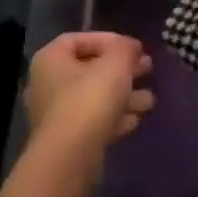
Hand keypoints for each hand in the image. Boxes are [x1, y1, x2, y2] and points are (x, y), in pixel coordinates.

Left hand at [25, 32, 154, 154]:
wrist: (70, 157)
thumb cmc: (90, 99)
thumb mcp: (115, 65)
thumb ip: (125, 49)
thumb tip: (131, 46)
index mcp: (50, 59)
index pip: (78, 39)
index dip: (108, 39)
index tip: (134, 48)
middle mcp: (47, 83)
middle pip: (89, 69)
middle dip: (122, 69)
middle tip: (148, 69)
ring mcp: (56, 114)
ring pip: (95, 97)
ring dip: (124, 95)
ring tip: (150, 99)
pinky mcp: (67, 139)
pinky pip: (94, 120)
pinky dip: (115, 117)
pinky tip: (136, 119)